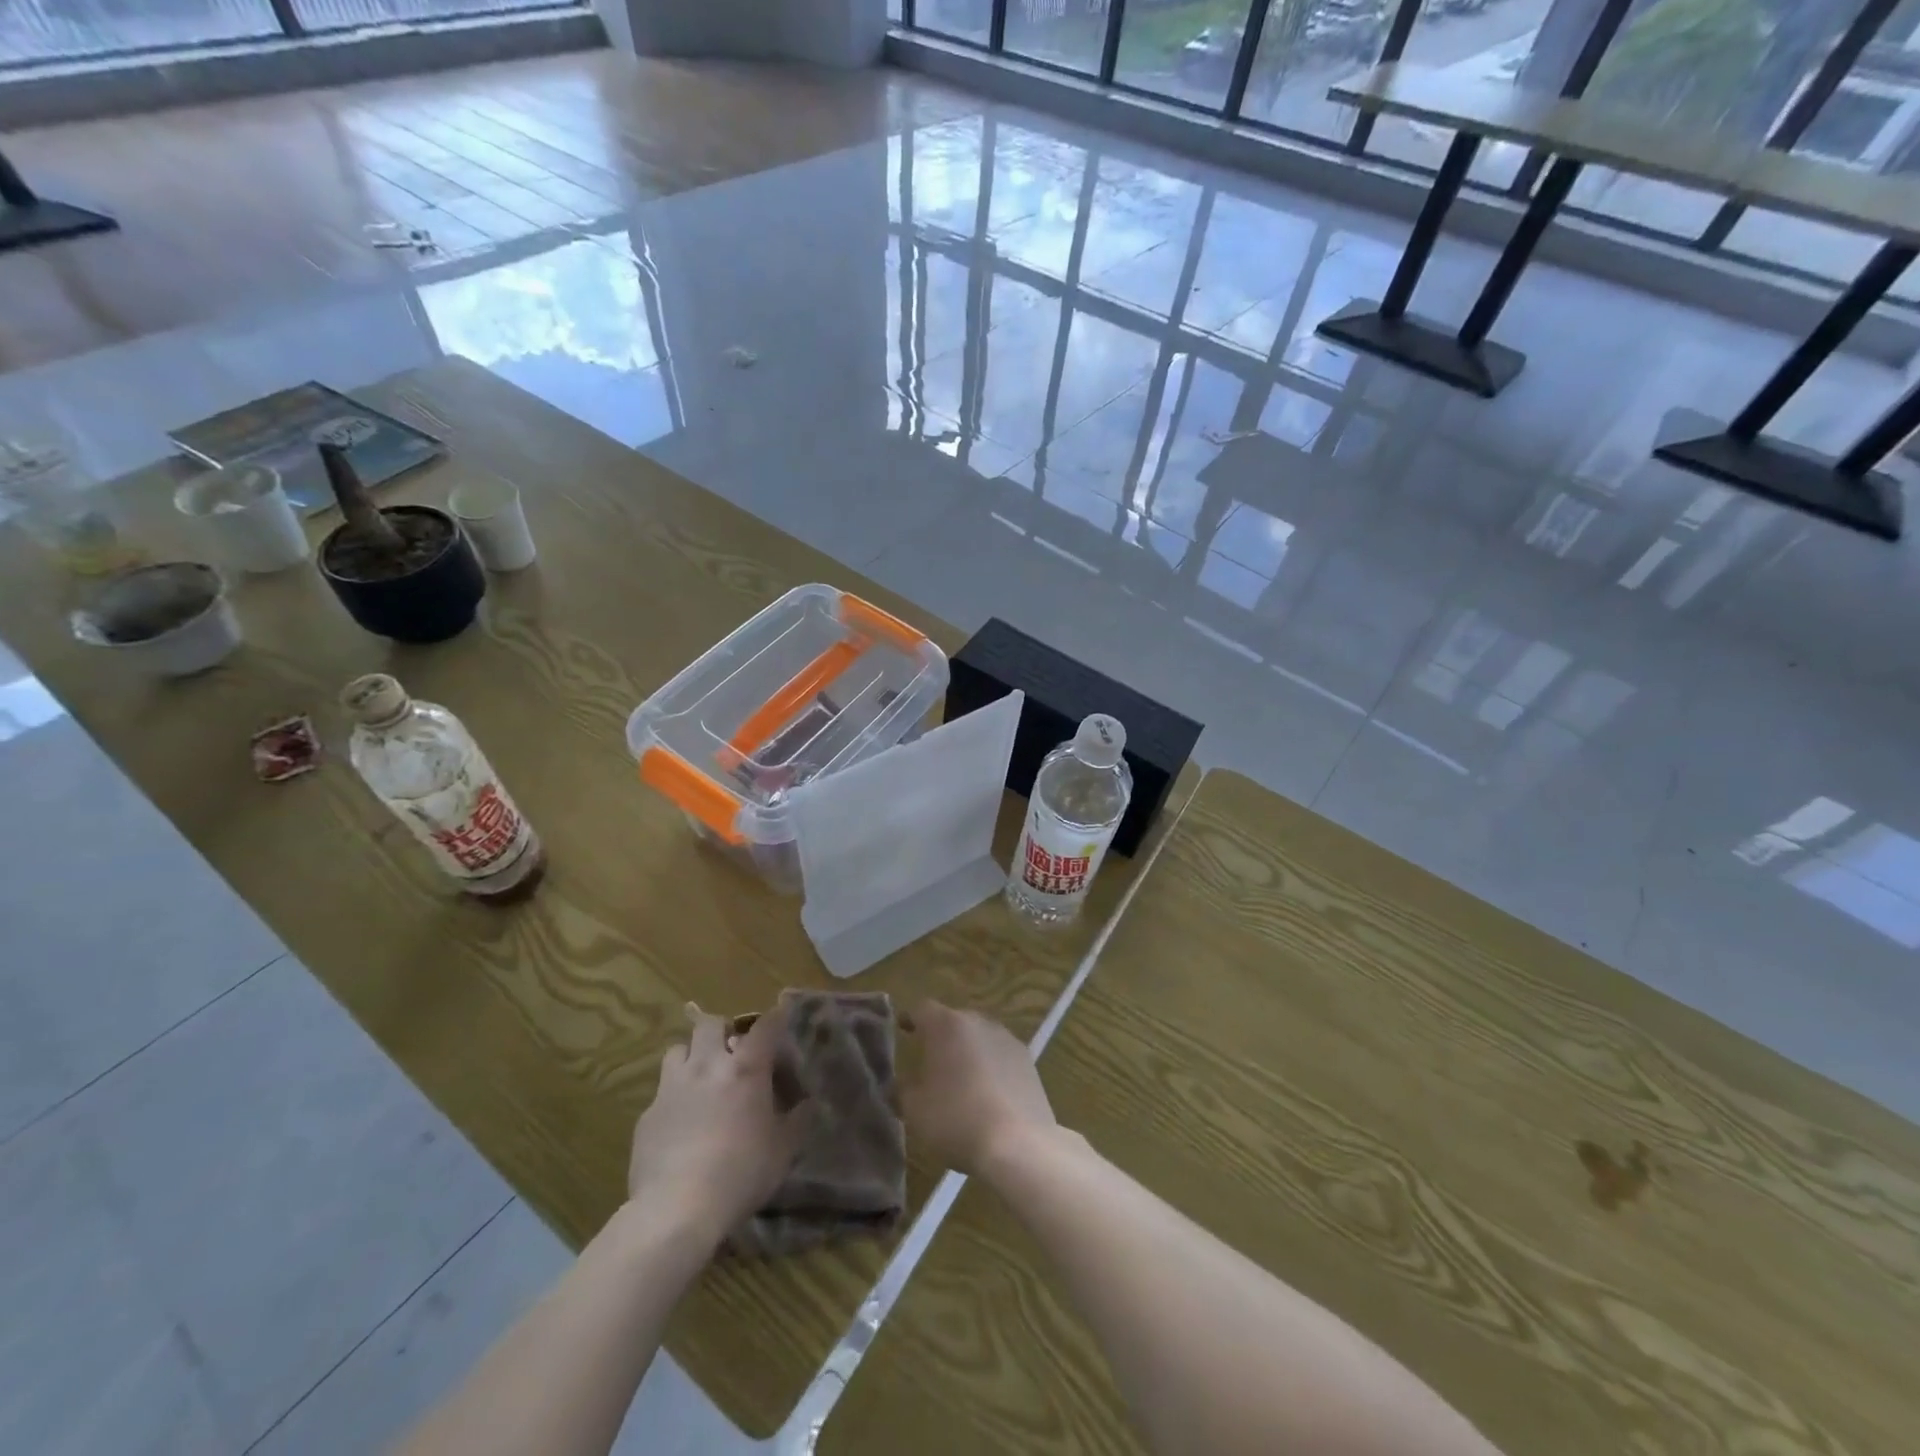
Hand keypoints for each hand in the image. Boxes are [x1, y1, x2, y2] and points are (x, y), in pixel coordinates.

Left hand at [628, 1004, 811, 1235]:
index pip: (765, 1025)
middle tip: (731, 1051)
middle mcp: (707, 1065)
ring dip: (692, 1055)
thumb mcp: (784, 1149)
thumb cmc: (741, 1173)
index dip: (775, 1018)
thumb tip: (806, 1102)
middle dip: (722, 1030)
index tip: (780, 1018)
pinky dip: (674, 1096)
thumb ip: (797, 1118)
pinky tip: (680, 1121)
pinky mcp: (647, 1114)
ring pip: (678, 1049)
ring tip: (701, 1077)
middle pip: (710, 1024)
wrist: (676, 1209)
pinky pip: (661, 1090)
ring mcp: (672, 1087)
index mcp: (746, 1068)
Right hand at [900, 1000, 1056, 1178]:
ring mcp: (1006, 1037)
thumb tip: (900, 1083)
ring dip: (968, 1050)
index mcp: (946, 1025)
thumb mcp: (914, 1110)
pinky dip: (990, 1065)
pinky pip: (1000, 1054)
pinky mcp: (1027, 1058)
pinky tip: (988, 1092)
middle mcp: (977, 1021)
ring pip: (979, 1036)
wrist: (1018, 1143)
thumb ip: (902, 1090)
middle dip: (941, 1036)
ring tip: (960, 1078)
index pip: (922, 1009)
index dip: (910, 1019)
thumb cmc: (956, 1120)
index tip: (902, 1030)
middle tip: (930, 1060)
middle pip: (953, 1020)